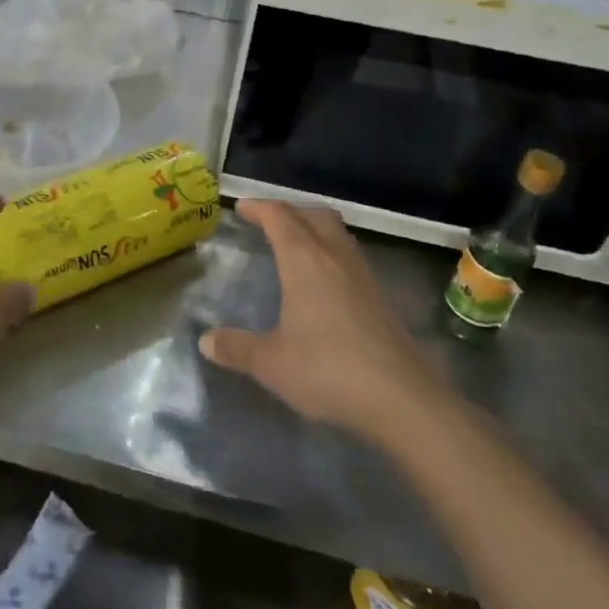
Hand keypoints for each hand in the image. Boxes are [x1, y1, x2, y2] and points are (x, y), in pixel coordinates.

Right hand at [199, 199, 449, 440]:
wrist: (403, 400)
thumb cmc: (328, 370)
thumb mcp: (271, 363)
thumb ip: (237, 348)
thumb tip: (205, 341)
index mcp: (305, 261)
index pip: (279, 217)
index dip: (258, 208)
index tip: (240, 208)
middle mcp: (335, 258)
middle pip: (314, 215)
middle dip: (289, 211)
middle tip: (268, 222)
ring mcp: (364, 277)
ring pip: (337, 234)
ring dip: (314, 229)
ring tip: (295, 247)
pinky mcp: (382, 299)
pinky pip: (350, 259)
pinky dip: (331, 255)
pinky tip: (324, 285)